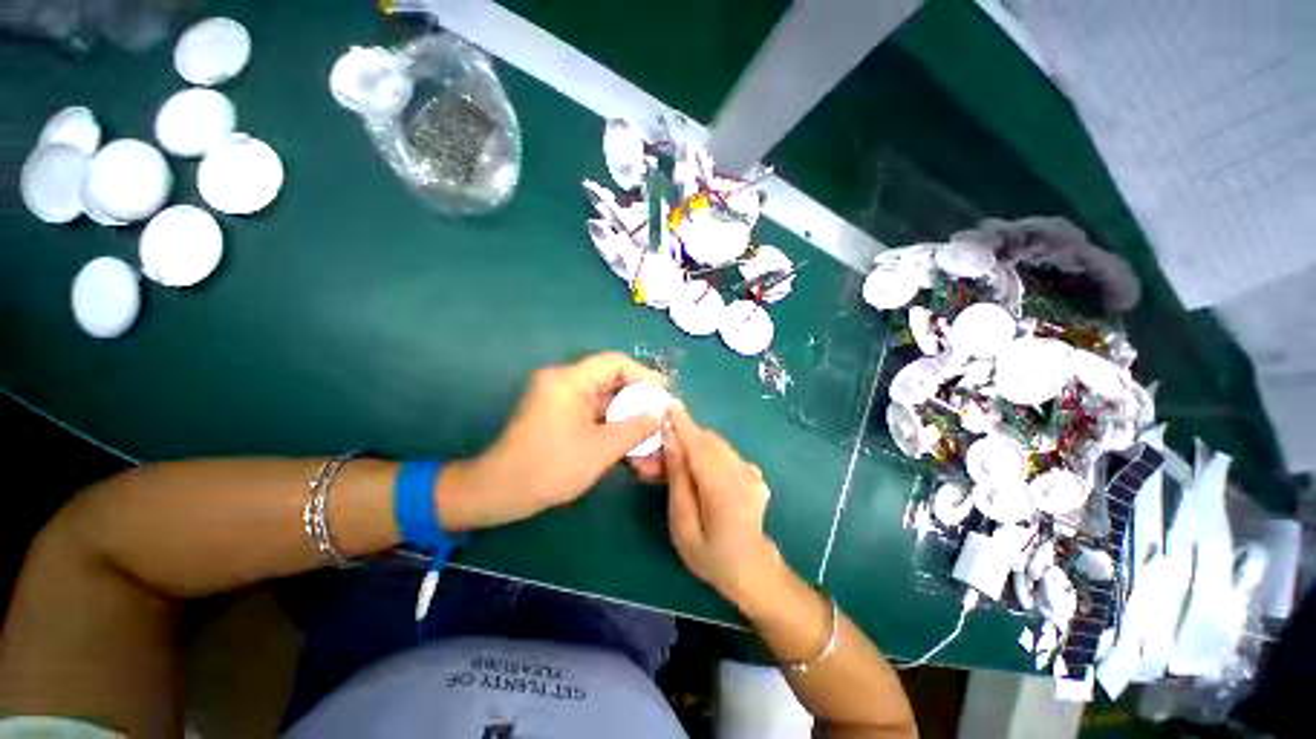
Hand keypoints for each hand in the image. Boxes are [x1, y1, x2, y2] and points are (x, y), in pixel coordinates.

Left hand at [437, 353, 668, 529]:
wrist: (499, 493)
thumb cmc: (550, 467)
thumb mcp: (601, 448)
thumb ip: (636, 426)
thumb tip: (662, 411)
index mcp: (569, 380)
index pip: (615, 363)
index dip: (644, 375)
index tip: (665, 393)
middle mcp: (563, 382)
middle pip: (611, 381)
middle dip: (638, 401)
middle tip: (661, 417)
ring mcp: (560, 399)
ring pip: (604, 401)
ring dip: (627, 417)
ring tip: (650, 435)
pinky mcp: (558, 415)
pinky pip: (593, 414)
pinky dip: (611, 427)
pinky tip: (629, 445)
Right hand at [663, 403, 780, 607]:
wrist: (752, 570)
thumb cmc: (711, 556)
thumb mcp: (683, 525)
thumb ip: (678, 479)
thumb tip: (671, 440)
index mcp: (724, 491)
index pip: (700, 446)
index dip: (683, 423)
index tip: (668, 404)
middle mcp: (742, 474)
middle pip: (708, 441)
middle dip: (682, 435)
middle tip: (658, 443)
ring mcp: (751, 472)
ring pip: (716, 444)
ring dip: (692, 443)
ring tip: (671, 457)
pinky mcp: (753, 472)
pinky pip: (725, 453)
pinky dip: (706, 451)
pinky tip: (693, 465)